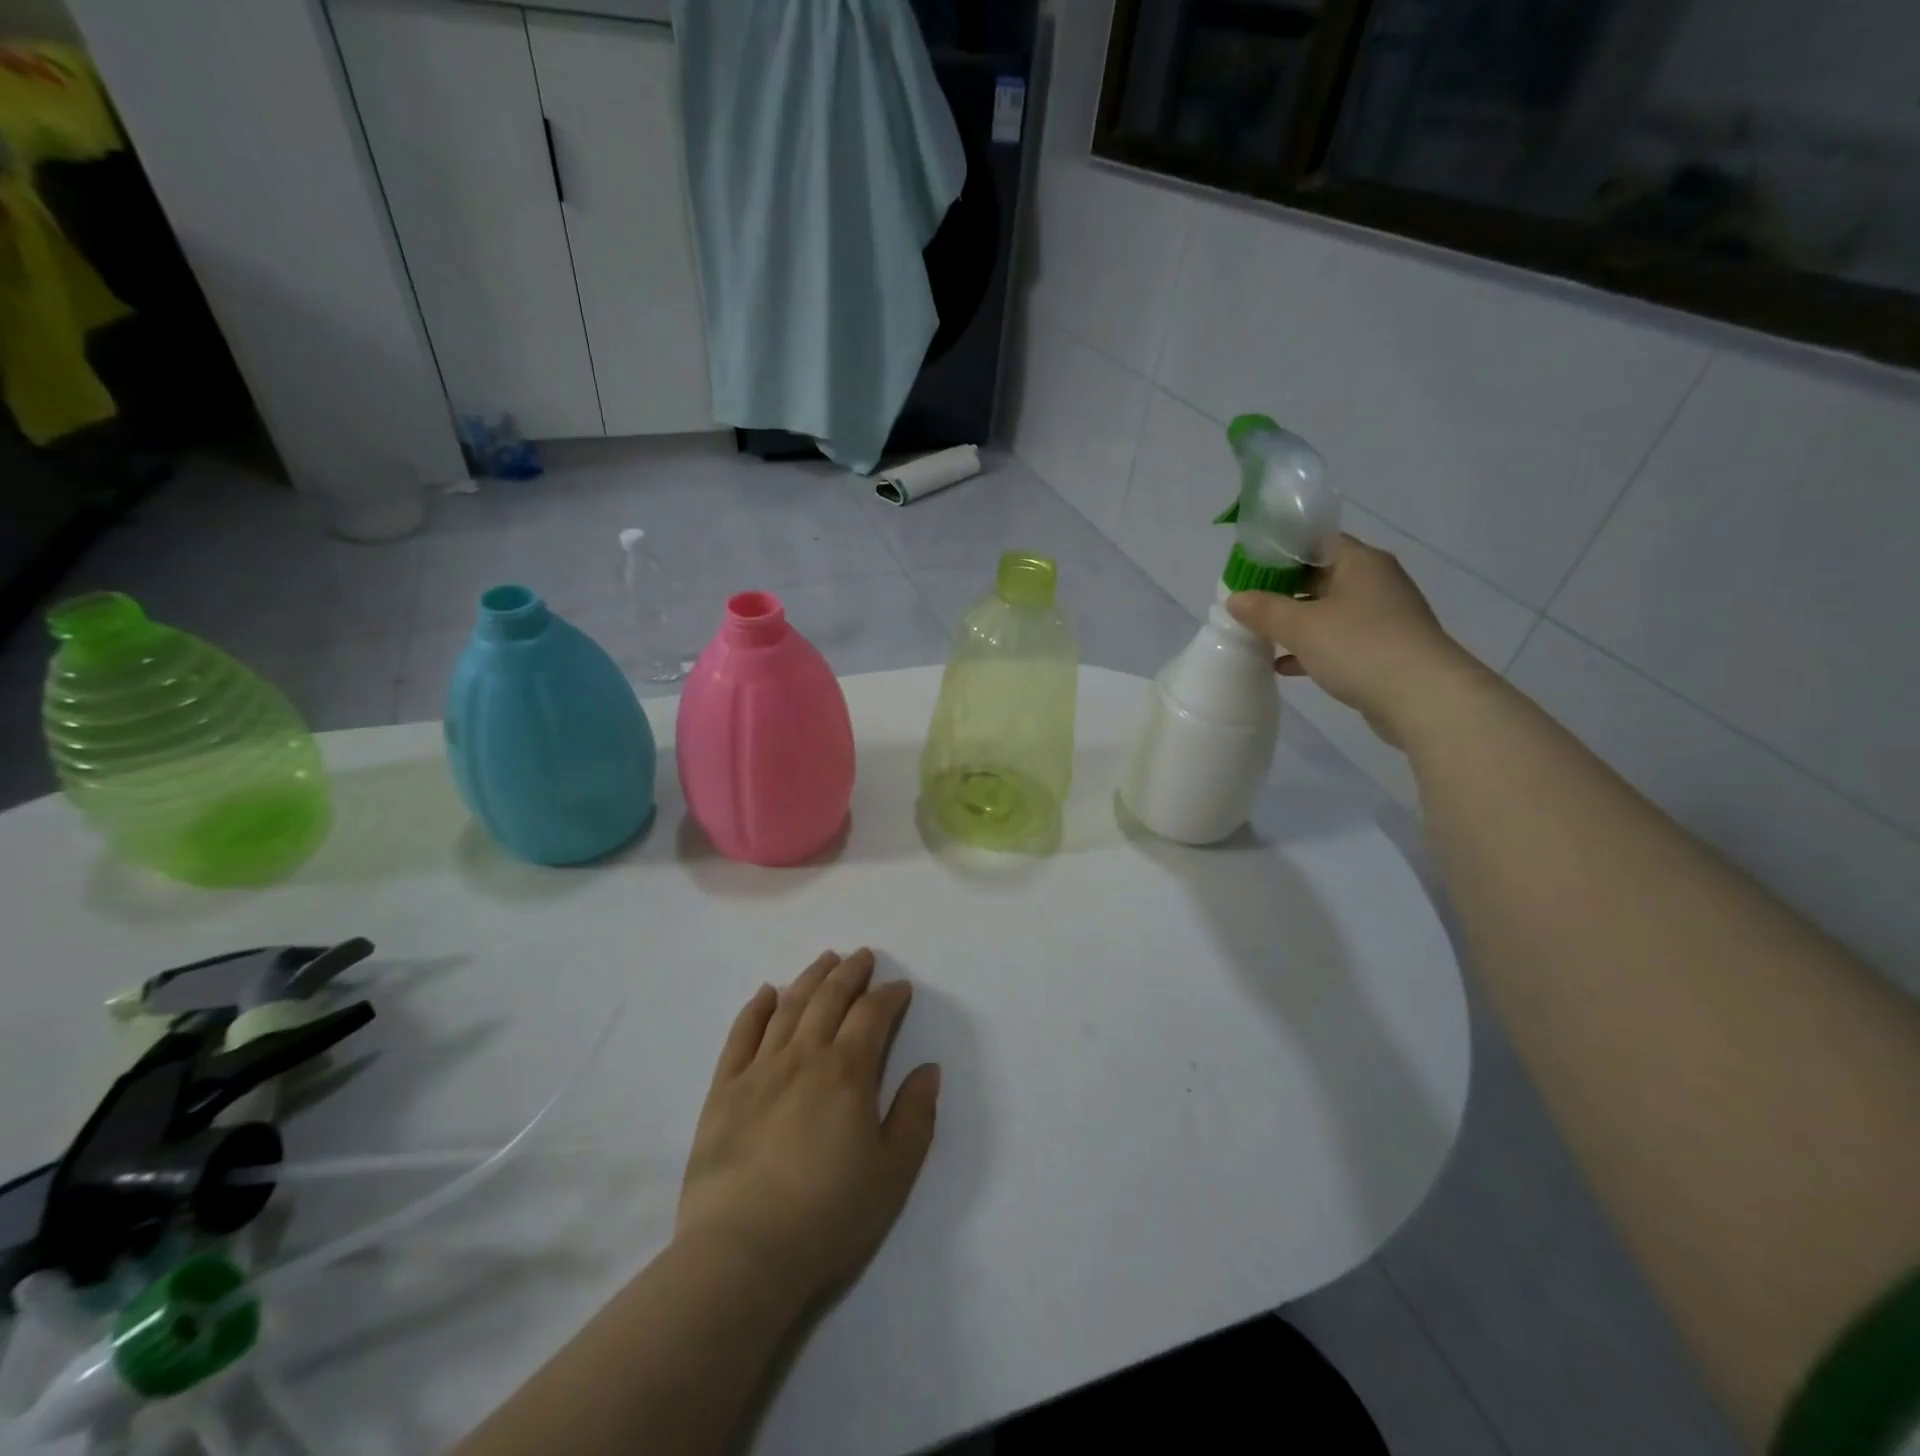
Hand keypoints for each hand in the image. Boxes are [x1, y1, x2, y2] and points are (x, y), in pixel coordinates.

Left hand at [675, 949, 940, 1310]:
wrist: (741, 1254)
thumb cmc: (828, 1215)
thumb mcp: (893, 1173)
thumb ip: (915, 1116)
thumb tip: (928, 1069)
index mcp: (847, 1072)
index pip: (872, 1015)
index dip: (889, 996)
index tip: (900, 987)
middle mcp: (804, 1056)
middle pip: (829, 999)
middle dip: (850, 973)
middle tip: (863, 955)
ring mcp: (759, 1070)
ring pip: (788, 1007)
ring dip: (810, 978)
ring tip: (825, 959)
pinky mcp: (723, 1090)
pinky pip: (741, 1036)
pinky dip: (755, 1008)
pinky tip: (766, 992)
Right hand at [1227, 535, 1482, 746]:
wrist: (1424, 699)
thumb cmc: (1359, 648)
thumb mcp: (1301, 627)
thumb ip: (1264, 610)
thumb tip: (1234, 598)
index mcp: (1360, 562)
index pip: (1315, 542)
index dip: (1279, 553)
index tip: (1248, 570)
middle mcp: (1376, 582)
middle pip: (1320, 576)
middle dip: (1282, 591)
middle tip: (1246, 604)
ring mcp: (1384, 617)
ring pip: (1329, 611)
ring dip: (1295, 623)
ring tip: (1259, 635)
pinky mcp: (1385, 650)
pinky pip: (1340, 640)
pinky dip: (1312, 649)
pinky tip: (1285, 666)